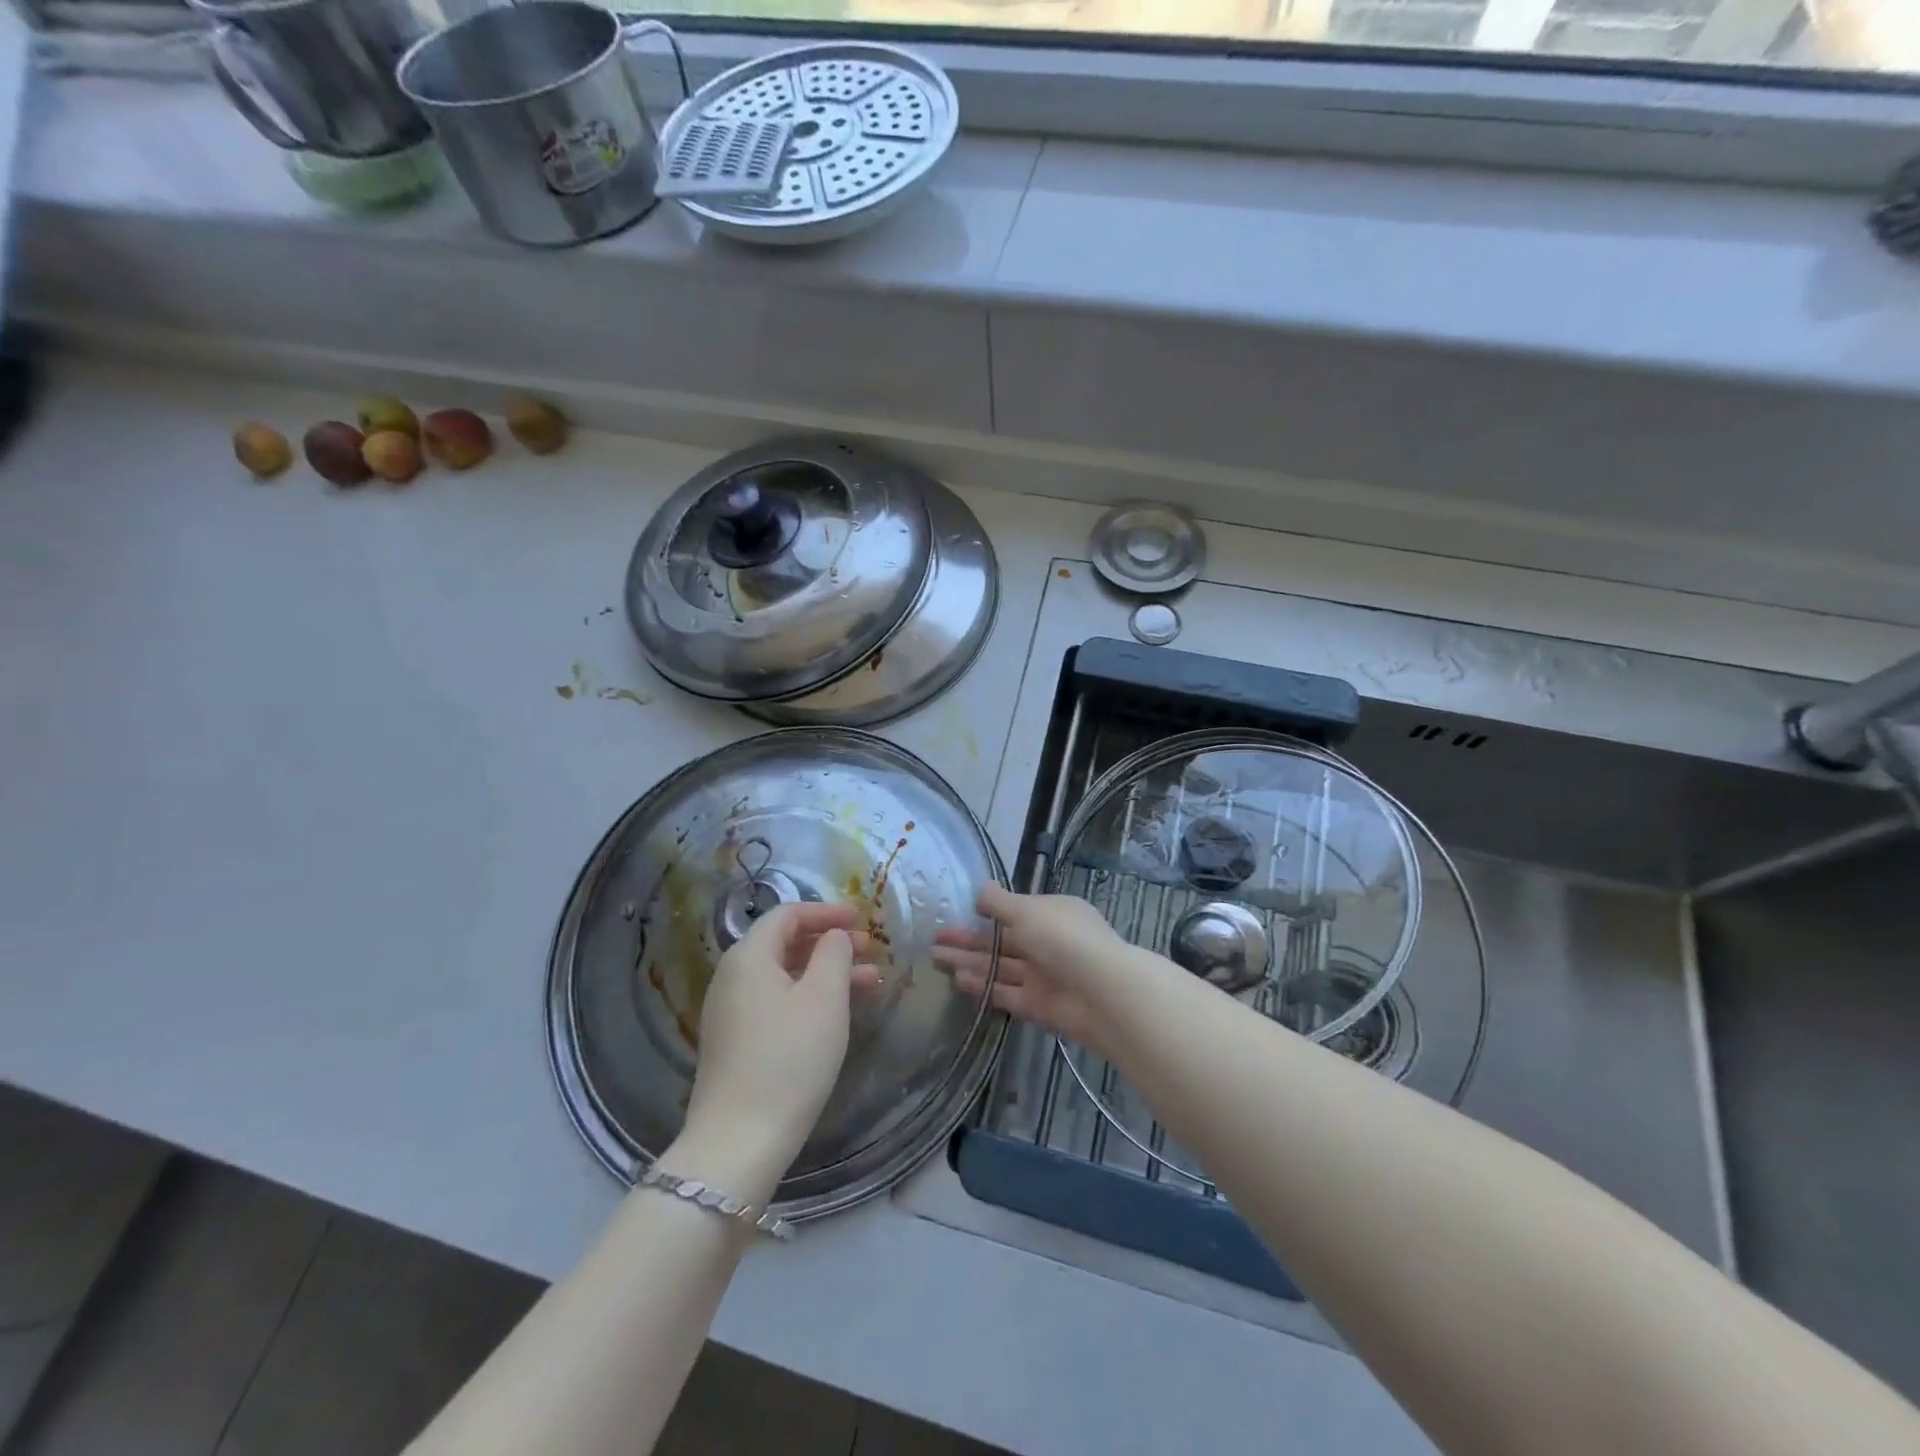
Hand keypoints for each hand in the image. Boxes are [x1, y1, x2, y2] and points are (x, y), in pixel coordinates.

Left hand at [674, 904, 881, 1196]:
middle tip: (871, 951)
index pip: (788, 914)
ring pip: (784, 975)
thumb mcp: (824, 998)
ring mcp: (730, 1011)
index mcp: (748, 956)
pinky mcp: (735, 1041)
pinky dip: (809, 996)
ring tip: (870, 983)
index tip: (862, 918)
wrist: (739, 1141)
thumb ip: (834, 953)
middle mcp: (732, 976)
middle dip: (831, 943)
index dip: (827, 911)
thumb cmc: (789, 1058)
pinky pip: (776, 1001)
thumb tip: (834, 936)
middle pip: (785, 944)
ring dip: (826, 972)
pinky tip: (838, 1012)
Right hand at [933, 884, 1133, 1059]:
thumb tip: (979, 889)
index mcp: (1051, 913)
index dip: (984, 913)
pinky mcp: (1038, 1005)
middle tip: (934, 939)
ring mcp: (1043, 975)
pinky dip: (984, 986)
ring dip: (969, 961)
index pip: (1014, 911)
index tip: (956, 913)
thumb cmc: (1063, 938)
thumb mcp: (1027, 911)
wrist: (1102, 992)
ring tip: (936, 958)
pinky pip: (1006, 992)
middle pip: (1001, 940)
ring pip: (1000, 966)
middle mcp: (1047, 942)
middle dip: (968, 939)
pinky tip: (958, 980)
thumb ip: (999, 902)